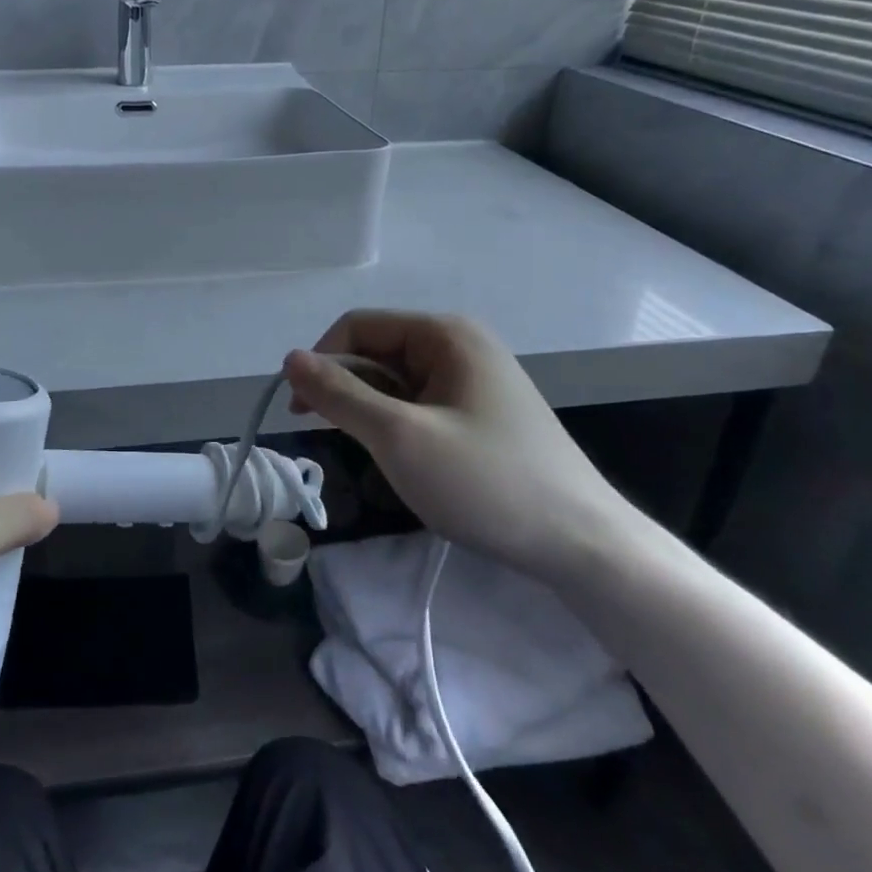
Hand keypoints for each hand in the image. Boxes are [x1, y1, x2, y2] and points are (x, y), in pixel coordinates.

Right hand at [285, 310, 634, 577]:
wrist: (582, 544)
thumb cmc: (486, 482)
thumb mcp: (399, 437)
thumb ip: (339, 395)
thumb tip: (289, 359)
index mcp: (444, 334)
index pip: (357, 327)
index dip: (321, 362)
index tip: (300, 412)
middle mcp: (460, 345)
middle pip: (377, 352)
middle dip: (348, 391)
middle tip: (336, 440)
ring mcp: (474, 379)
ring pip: (396, 383)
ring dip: (372, 413)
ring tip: (378, 457)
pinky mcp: (481, 412)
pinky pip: (420, 405)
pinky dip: (399, 427)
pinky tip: (406, 462)